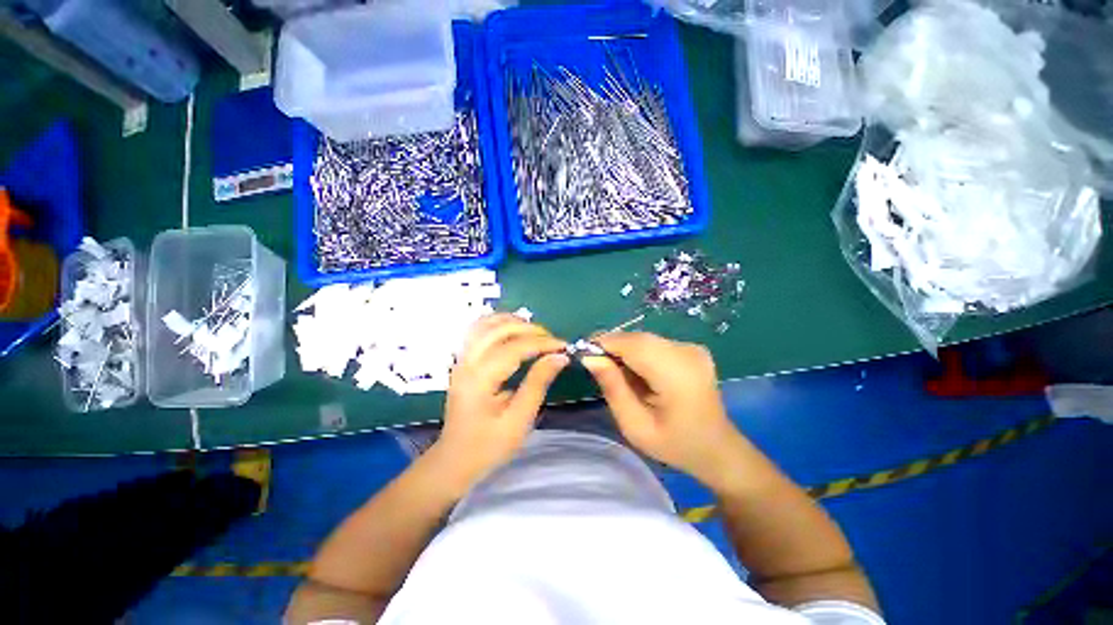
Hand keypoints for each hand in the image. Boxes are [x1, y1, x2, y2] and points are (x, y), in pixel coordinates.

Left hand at [431, 314, 568, 487]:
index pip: (514, 348)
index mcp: (480, 380)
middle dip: (530, 329)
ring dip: (513, 322)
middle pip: (498, 330)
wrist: (455, 460)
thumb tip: (559, 357)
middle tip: (552, 340)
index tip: (564, 347)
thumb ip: (538, 383)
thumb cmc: (489, 445)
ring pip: (485, 324)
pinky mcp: (463, 361)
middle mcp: (467, 363)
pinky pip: (479, 330)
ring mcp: (461, 359)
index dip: (542, 343)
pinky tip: (514, 330)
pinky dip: (499, 324)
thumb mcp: (519, 419)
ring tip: (536, 332)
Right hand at [583, 332, 745, 487]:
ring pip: (644, 339)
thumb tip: (590, 357)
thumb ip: (613, 388)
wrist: (717, 448)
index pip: (633, 344)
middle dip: (612, 346)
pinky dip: (638, 352)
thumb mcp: (635, 425)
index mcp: (677, 374)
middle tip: (596, 365)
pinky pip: (654, 343)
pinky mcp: (691, 348)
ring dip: (624, 350)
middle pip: (638, 338)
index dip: (605, 343)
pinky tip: (637, 372)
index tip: (583, 353)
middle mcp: (687, 352)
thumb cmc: (675, 445)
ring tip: (616, 372)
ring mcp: (692, 348)